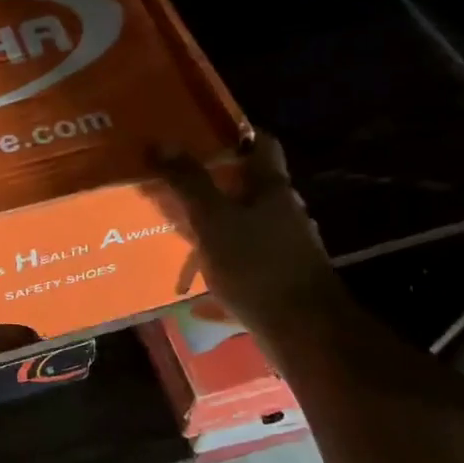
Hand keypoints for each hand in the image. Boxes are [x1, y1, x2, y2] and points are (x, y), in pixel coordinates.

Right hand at [154, 134, 345, 338]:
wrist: (303, 329)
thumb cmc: (257, 265)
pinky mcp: (281, 275)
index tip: (202, 133)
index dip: (235, 133)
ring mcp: (287, 244)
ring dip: (220, 219)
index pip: (261, 144)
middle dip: (218, 180)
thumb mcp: (213, 220)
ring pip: (248, 220)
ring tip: (183, 224)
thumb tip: (161, 142)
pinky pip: (247, 254)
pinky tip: (200, 272)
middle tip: (179, 179)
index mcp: (273, 188)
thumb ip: (188, 182)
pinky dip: (224, 254)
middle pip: (252, 184)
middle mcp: (286, 210)